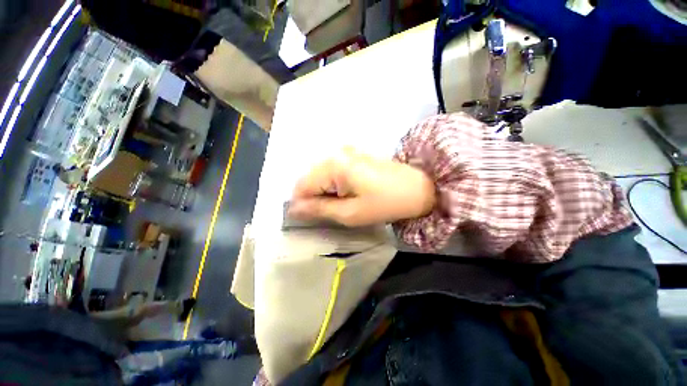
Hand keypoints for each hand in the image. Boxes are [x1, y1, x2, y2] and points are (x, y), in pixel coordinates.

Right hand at [288, 148, 435, 226]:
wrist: (418, 188)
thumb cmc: (385, 203)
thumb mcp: (350, 213)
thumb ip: (319, 209)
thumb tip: (294, 210)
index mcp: (334, 165)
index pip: (302, 185)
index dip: (301, 203)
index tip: (309, 219)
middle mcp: (335, 152)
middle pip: (309, 177)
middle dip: (313, 197)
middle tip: (328, 212)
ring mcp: (345, 151)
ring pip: (320, 174)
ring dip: (323, 191)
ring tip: (340, 204)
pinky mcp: (353, 154)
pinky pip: (332, 170)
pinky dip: (333, 184)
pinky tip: (347, 193)